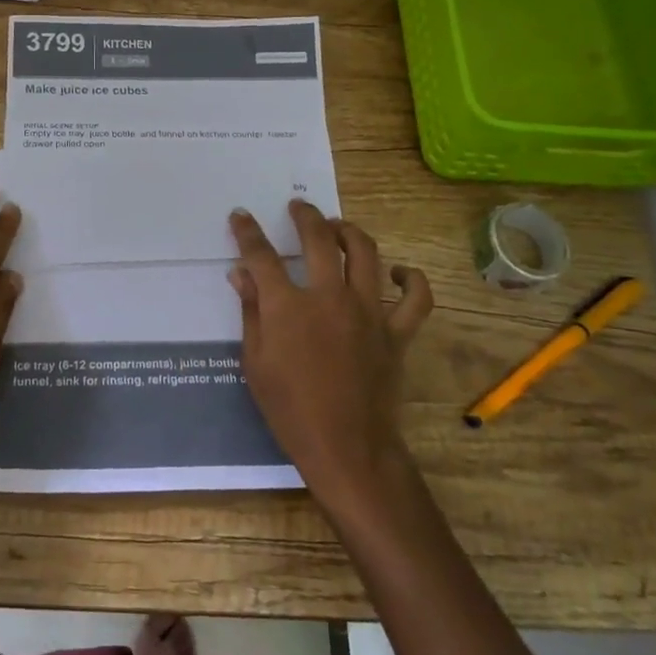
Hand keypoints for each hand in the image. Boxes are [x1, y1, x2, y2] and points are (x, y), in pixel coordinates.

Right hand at [228, 201, 432, 508]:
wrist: (347, 448)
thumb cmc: (291, 410)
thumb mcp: (256, 363)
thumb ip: (251, 312)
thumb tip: (241, 274)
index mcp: (289, 307)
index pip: (262, 256)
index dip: (248, 232)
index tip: (241, 216)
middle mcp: (329, 297)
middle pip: (318, 240)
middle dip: (305, 216)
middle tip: (298, 207)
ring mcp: (368, 311)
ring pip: (366, 253)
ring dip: (349, 232)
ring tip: (337, 227)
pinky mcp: (396, 331)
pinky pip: (415, 297)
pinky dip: (411, 279)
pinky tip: (397, 272)